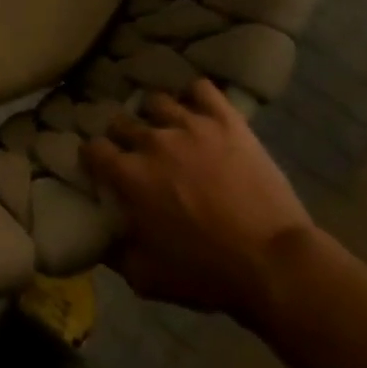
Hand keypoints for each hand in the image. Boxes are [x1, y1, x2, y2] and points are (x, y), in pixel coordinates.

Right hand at [84, 79, 317, 326]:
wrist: (274, 263)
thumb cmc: (207, 273)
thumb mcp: (147, 278)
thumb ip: (115, 254)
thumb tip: (100, 240)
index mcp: (129, 175)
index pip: (93, 148)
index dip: (93, 157)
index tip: (100, 166)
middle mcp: (152, 142)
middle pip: (121, 121)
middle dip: (121, 135)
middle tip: (134, 151)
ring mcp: (191, 126)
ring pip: (158, 101)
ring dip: (156, 116)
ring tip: (166, 128)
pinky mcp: (226, 121)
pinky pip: (202, 89)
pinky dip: (195, 96)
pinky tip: (197, 109)